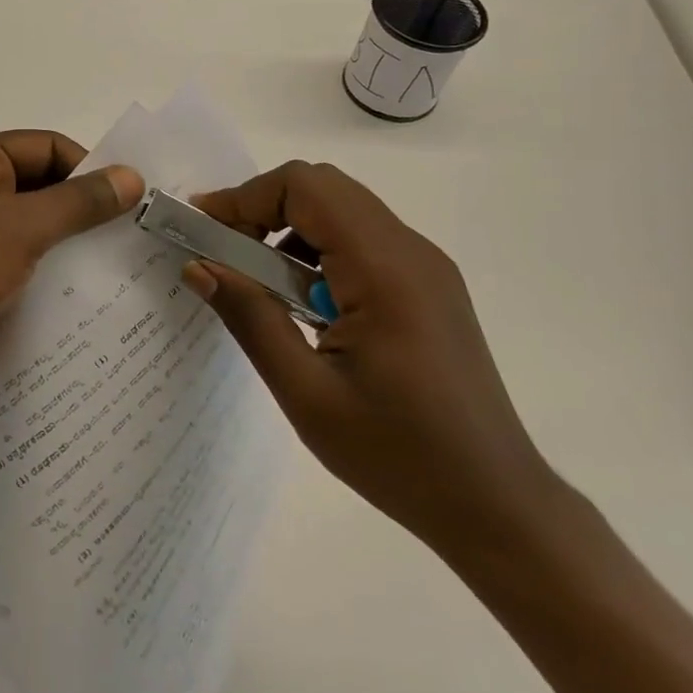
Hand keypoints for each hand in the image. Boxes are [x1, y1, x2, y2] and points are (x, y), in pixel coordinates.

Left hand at [0, 132, 143, 417]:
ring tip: (121, 264)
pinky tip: (87, 296)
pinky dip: (48, 277)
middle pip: (37, 187)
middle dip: (81, 209)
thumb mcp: (20, 228)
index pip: (42, 147)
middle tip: (134, 231)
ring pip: (30, 231)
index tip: (131, 198)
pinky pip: (18, 268)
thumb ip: (78, 202)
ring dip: (68, 245)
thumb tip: (132, 176)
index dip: (87, 166)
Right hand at [188, 161, 562, 560]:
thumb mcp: (306, 393)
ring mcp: (426, 267)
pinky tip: (303, 303)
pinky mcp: (429, 287)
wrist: (494, 504)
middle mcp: (412, 251)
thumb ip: (250, 318)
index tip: (202, 228)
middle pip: (325, 188)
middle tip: (224, 252)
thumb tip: (198, 266)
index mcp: (384, 270)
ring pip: (344, 210)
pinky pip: (363, 240)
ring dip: (290, 228)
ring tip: (258, 283)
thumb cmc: (397, 455)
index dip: (245, 196)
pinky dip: (318, 250)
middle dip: (263, 207)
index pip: (306, 187)